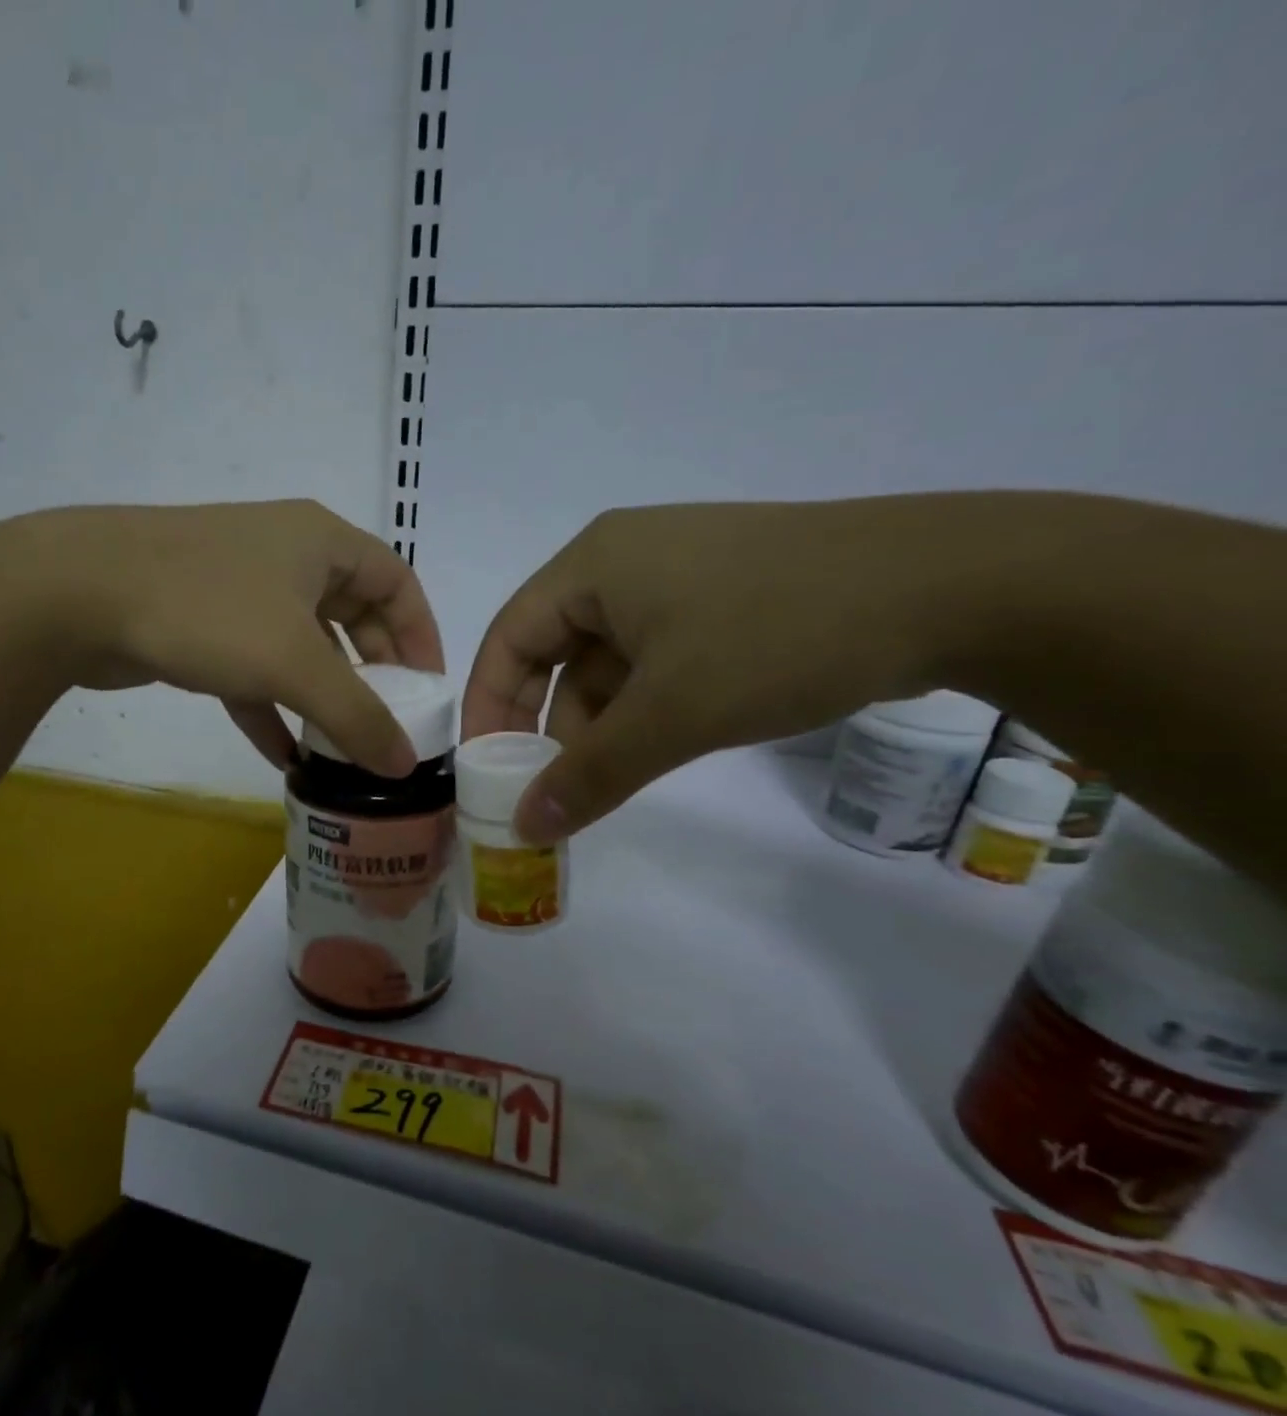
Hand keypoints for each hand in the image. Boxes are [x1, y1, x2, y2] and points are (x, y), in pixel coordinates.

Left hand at [26, 500, 443, 776]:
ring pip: (300, 647)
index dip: (421, 636)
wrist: (78, 592)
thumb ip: (357, 715)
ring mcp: (240, 590)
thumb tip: (404, 764)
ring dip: (321, 698)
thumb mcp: (295, 663)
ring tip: (344, 750)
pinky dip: (271, 709)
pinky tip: (284, 757)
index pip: (398, 582)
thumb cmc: (208, 608)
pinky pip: (253, 670)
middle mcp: (287, 557)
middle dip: (372, 674)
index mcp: (322, 543)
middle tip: (387, 725)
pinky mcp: (201, 624)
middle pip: (351, 617)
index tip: (429, 692)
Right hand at [462, 496, 1005, 840]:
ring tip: (606, 782)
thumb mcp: (673, 714)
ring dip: (600, 724)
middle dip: (545, 724)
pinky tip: (657, 748)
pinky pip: (656, 659)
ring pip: (609, 662)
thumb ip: (590, 774)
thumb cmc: (780, 634)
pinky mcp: (725, 599)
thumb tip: (525, 827)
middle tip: (547, 787)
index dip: (486, 706)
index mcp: (593, 564)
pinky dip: (644, 708)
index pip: (507, 637)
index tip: (485, 768)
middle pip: (554, 651)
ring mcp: (679, 578)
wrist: (956, 585)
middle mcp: (625, 562)